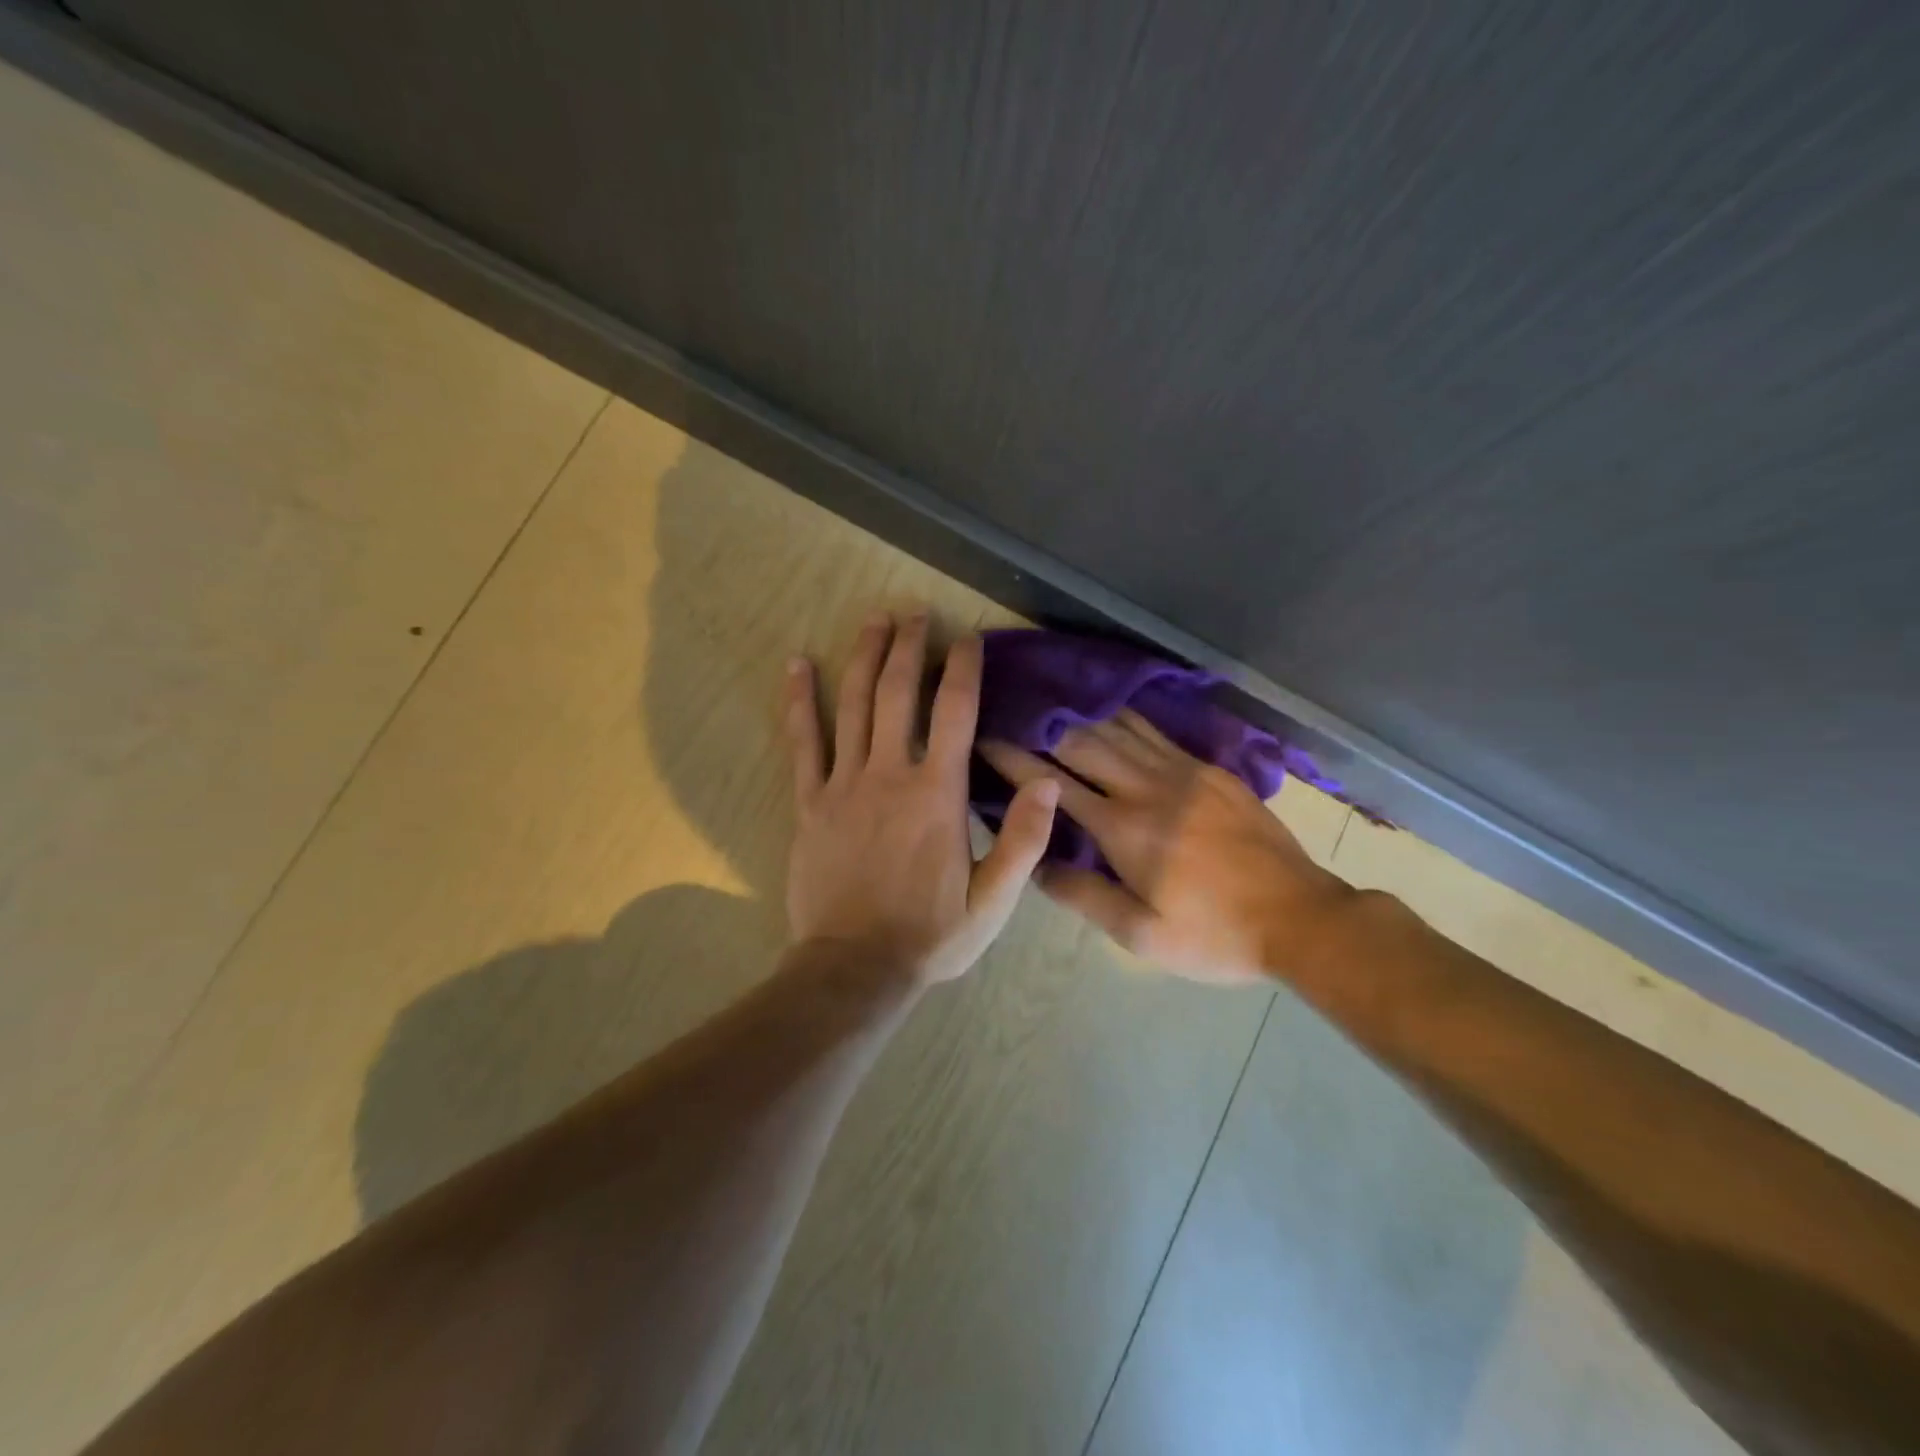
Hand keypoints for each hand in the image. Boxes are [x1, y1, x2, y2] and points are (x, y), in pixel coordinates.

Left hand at [784, 612, 1058, 984]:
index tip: (966, 637)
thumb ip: (1024, 841)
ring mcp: (844, 785)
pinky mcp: (810, 803)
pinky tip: (797, 666)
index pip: (955, 713)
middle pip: (900, 694)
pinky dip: (800, 701)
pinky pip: (802, 742)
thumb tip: (1048, 783)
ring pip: (854, 706)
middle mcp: (890, 775)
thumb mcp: (995, 901)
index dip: (962, 668)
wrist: (855, 968)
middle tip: (915, 612)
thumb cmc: (931, 935)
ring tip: (874, 620)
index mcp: (938, 794)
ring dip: (865, 658)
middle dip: (910, 647)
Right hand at [980, 713, 1351, 983]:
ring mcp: (1184, 772)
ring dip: (1081, 713)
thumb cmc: (1214, 935)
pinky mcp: (1211, 771)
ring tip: (1050, 698)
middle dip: (1041, 725)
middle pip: (1084, 743)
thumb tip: (1037, 865)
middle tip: (1010, 707)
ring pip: (1121, 729)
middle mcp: (1149, 787)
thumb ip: (1084, 896)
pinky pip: (1157, 733)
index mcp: (1125, 829)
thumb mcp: (1142, 935)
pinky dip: (1125, 717)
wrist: (1301, 919)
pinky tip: (1109, 708)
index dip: (1016, 759)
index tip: (986, 738)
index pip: (1055, 784)